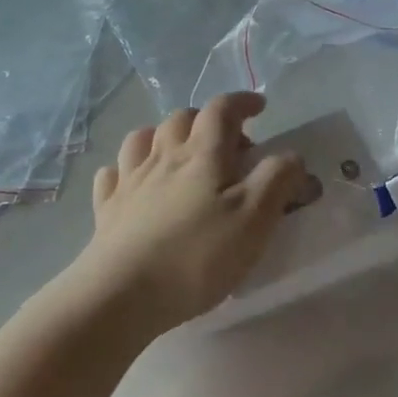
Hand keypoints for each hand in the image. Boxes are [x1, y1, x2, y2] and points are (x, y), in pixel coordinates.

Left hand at [76, 92, 307, 329]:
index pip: (222, 110)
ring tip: (178, 155)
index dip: (242, 102)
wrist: (122, 294)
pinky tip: (133, 183)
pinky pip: (113, 174)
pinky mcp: (106, 209)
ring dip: (163, 136)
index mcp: (202, 154)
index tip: (259, 108)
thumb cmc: (196, 255)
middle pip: (182, 119)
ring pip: (142, 138)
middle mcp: (162, 157)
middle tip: (226, 144)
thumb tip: (291, 155)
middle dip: (206, 120)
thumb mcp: (254, 219)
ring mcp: (129, 181)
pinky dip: (126, 170)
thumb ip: (277, 180)